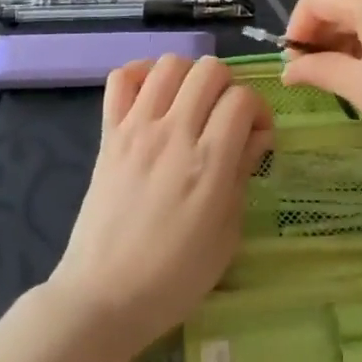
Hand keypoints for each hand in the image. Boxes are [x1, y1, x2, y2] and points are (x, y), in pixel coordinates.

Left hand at [48, 55, 271, 356]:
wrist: (103, 297)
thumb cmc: (174, 277)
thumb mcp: (227, 234)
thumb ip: (242, 174)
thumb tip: (256, 136)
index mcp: (208, 162)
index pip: (242, 99)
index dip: (259, 110)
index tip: (257, 135)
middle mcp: (174, 133)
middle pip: (209, 70)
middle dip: (228, 86)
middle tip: (226, 117)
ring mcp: (136, 129)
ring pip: (169, 64)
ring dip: (189, 76)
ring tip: (191, 104)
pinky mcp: (108, 134)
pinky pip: (121, 79)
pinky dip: (141, 75)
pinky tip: (153, 97)